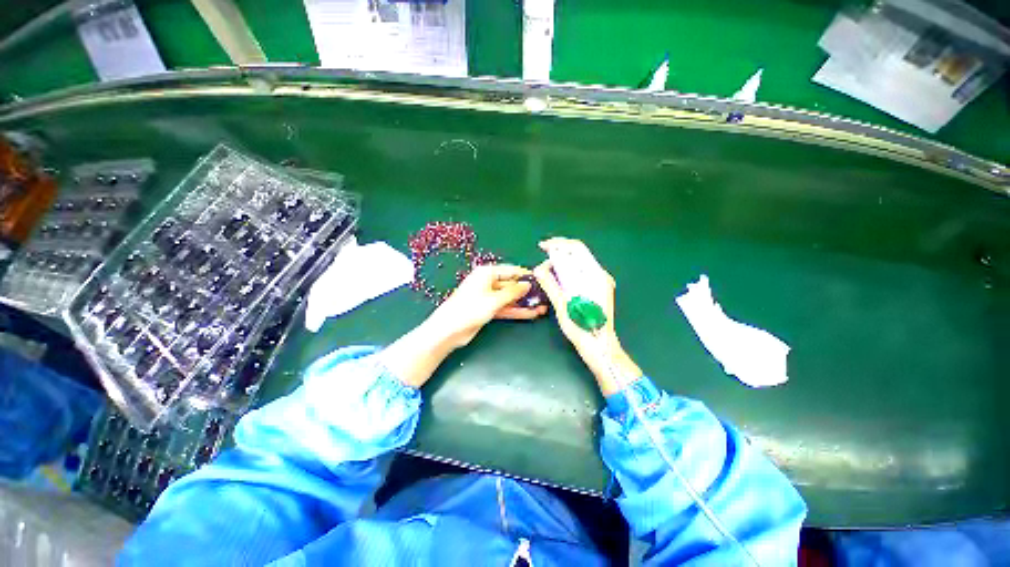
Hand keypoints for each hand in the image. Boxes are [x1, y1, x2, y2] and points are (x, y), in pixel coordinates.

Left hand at [383, 264, 545, 387]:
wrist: (449, 330)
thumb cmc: (470, 309)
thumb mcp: (494, 299)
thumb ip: (513, 292)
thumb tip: (528, 284)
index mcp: (486, 273)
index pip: (510, 270)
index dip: (526, 275)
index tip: (541, 279)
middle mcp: (488, 282)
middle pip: (511, 285)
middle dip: (527, 292)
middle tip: (545, 297)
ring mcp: (488, 297)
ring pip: (510, 298)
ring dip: (524, 303)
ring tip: (542, 308)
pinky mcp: (488, 309)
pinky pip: (505, 308)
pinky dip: (517, 311)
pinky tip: (531, 314)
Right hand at [534, 238, 640, 394]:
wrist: (599, 346)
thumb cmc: (581, 328)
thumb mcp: (562, 305)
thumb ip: (550, 284)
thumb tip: (540, 268)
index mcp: (595, 276)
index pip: (577, 248)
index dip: (558, 243)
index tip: (542, 247)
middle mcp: (600, 275)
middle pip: (578, 254)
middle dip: (558, 253)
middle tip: (543, 259)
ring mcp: (600, 282)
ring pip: (578, 263)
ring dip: (562, 262)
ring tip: (548, 270)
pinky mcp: (597, 289)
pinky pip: (580, 273)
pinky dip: (567, 271)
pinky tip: (558, 278)